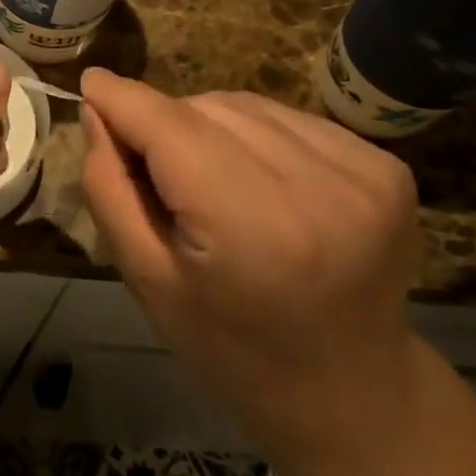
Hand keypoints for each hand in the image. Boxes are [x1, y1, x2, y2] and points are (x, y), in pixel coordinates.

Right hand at [80, 68, 421, 471]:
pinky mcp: (386, 165)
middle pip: (206, 109)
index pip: (170, 127)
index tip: (89, 81)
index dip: (124, 98)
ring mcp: (363, 171)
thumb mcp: (147, 280)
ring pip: (246, 106)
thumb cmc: (230, 349)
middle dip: (166, 125)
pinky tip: (256, 181)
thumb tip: (97, 111)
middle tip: (154, 173)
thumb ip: (111, 189)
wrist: (352, 394)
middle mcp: (317, 184)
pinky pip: (288, 119)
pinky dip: (255, 135)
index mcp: (252, 224)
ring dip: (210, 125)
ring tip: (207, 179)